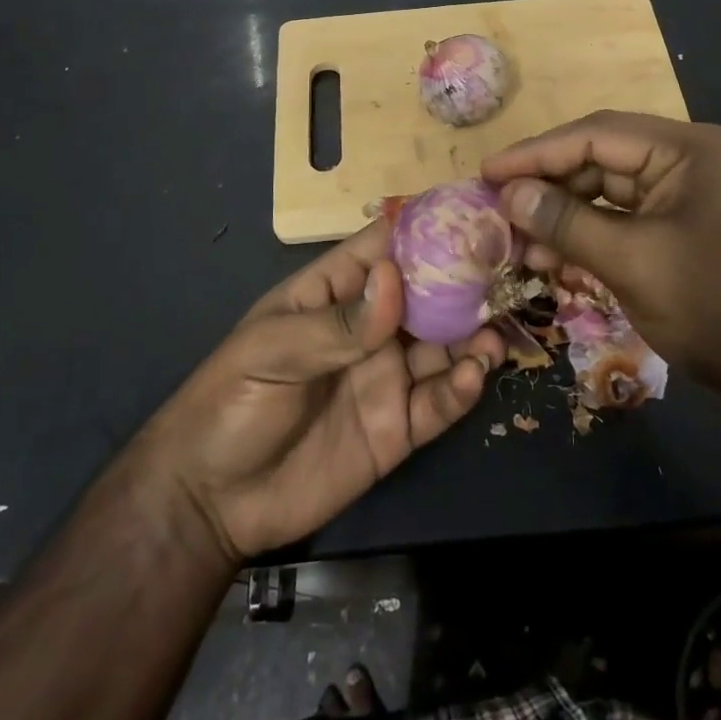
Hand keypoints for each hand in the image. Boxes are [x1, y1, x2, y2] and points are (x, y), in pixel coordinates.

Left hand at [139, 221, 504, 561]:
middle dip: (466, 282)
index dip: (428, 229)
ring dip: (474, 335)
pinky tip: (475, 376)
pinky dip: (462, 388)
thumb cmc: (231, 402)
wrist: (211, 503)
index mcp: (337, 293)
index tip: (475, 215)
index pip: (388, 247)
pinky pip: (439, 402)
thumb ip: (339, 323)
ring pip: (444, 345)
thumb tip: (396, 278)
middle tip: (509, 273)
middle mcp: (372, 328)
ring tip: (495, 333)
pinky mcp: (398, 427)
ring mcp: (387, 376)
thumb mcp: (273, 350)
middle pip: (429, 294)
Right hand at [481, 111, 720, 392]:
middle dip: (549, 186)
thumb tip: (508, 193)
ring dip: (565, 215)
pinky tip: (554, 257)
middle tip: (498, 207)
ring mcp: (687, 196)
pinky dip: (590, 236)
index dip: (536, 153)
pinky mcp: (683, 229)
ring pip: (609, 192)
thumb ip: (566, 221)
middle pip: (601, 159)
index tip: (487, 172)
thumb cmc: (716, 307)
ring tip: (519, 242)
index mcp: (686, 149)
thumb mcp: (632, 261)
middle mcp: (688, 160)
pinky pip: (625, 220)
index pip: (596, 134)